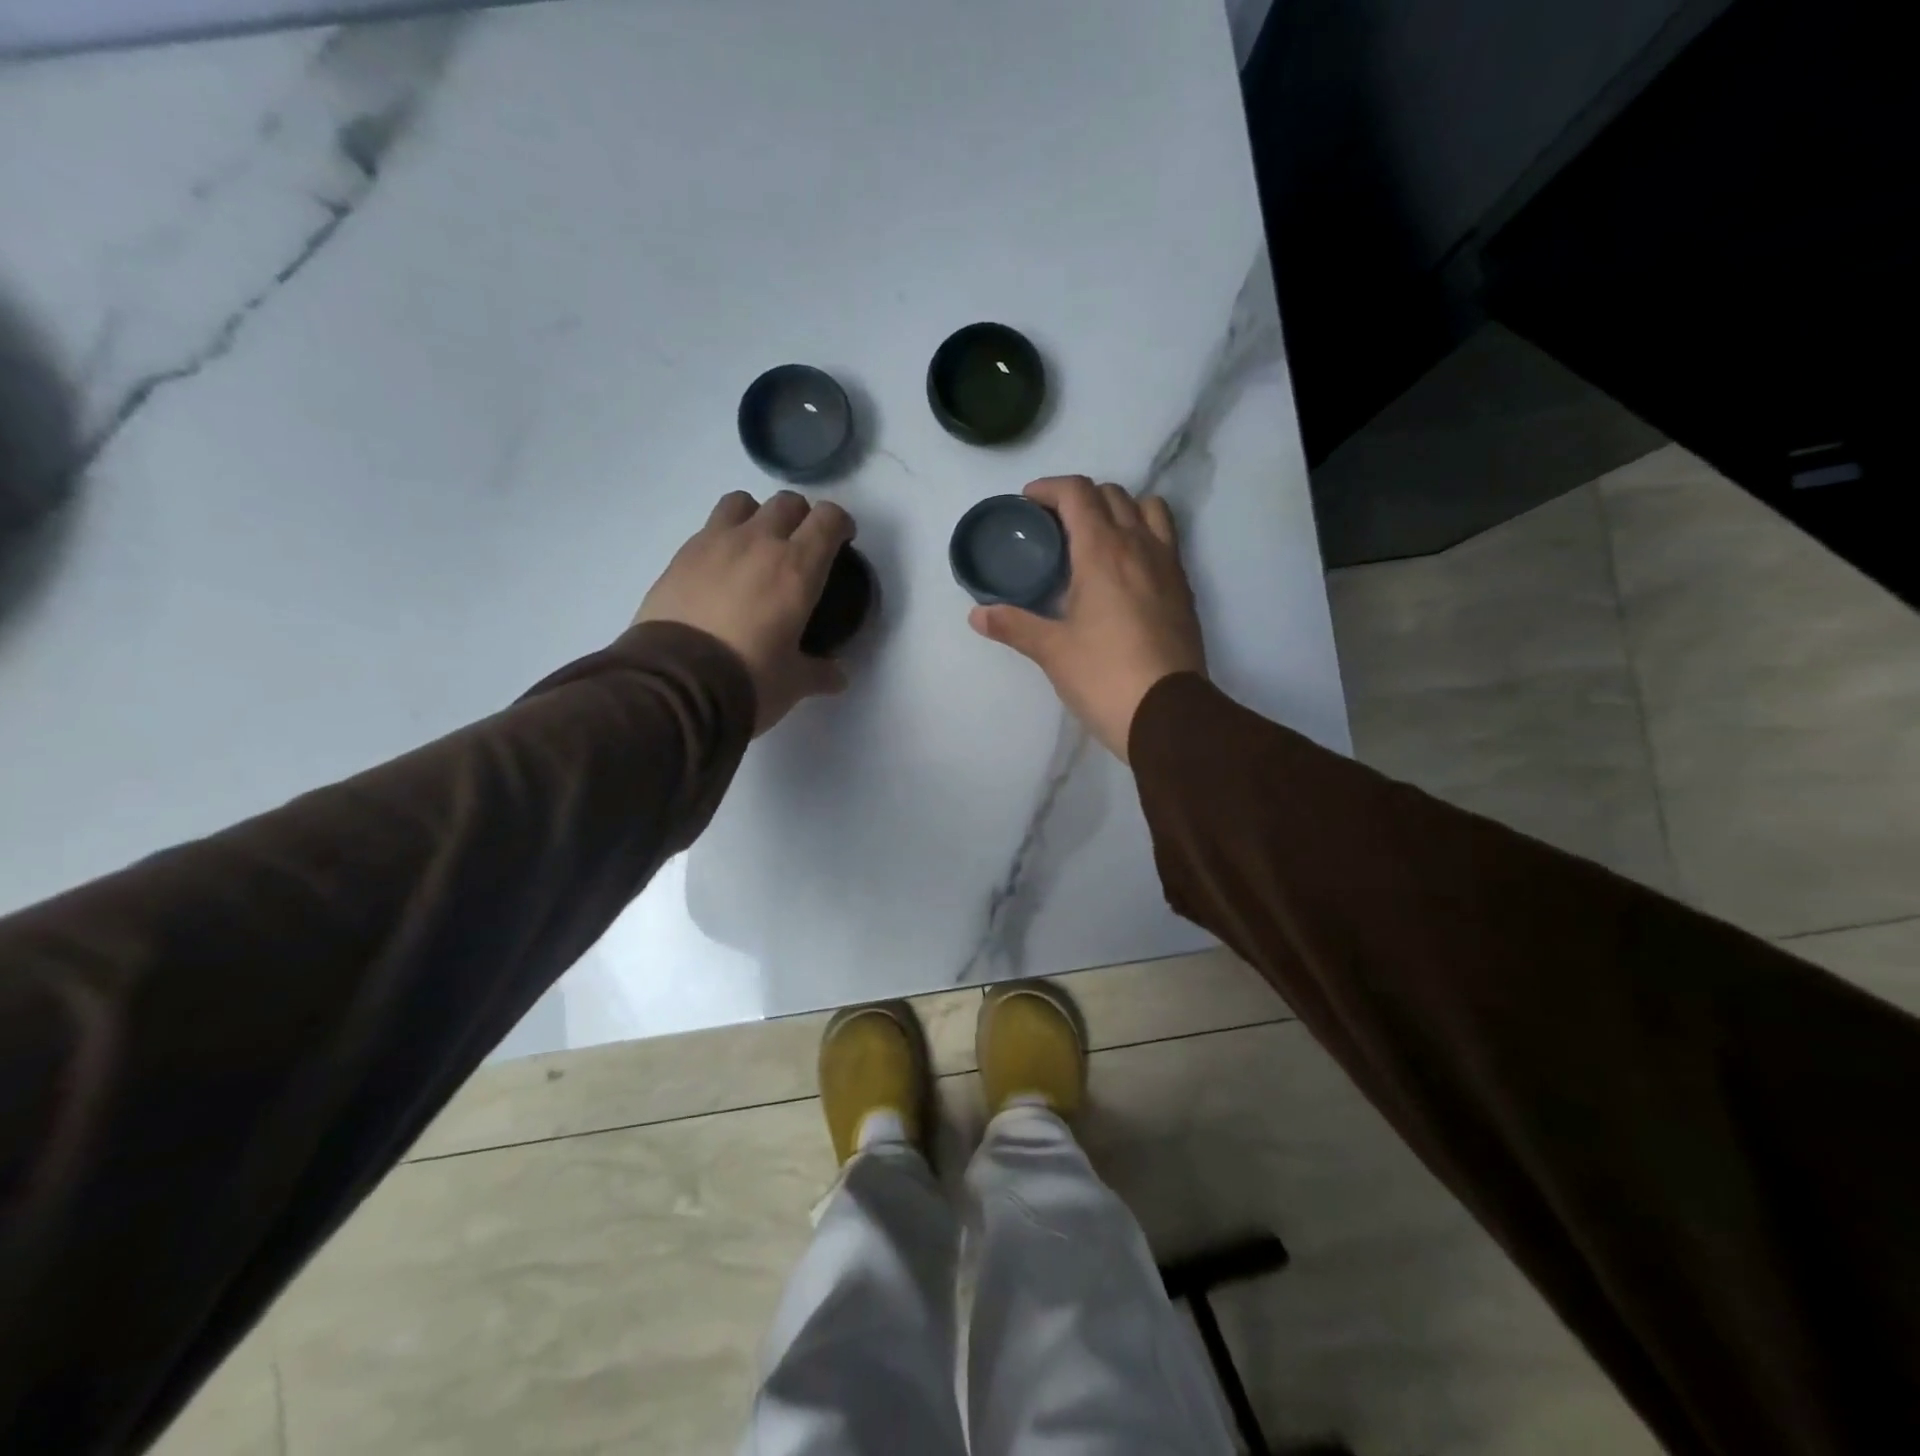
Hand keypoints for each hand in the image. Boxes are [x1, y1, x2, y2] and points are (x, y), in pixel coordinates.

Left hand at [635, 490, 854, 734]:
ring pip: (741, 503)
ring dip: (756, 516)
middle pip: (787, 502)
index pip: (828, 519)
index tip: (842, 540)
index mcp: (797, 567)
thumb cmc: (749, 678)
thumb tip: (838, 676)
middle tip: (801, 546)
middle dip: (800, 517)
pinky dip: (721, 540)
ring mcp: (714, 543)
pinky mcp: (680, 557)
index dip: (840, 524)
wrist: (675, 683)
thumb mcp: (794, 681)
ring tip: (756, 547)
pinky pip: (707, 530)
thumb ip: (820, 672)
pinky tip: (720, 572)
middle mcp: (758, 542)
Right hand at [969, 475, 1205, 761]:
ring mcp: (1168, 565)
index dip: (1049, 488)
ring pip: (1148, 509)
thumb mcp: (1052, 651)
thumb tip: (977, 614)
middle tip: (1054, 525)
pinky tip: (1125, 571)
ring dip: (1120, 510)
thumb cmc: (1104, 676)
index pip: (1078, 493)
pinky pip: (1165, 540)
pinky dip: (1142, 536)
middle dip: (1080, 498)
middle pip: (1113, 494)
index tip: (1028, 503)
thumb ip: (1014, 625)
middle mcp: (1139, 546)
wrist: (1167, 713)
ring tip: (1097, 538)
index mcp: (1102, 551)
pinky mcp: (1184, 589)